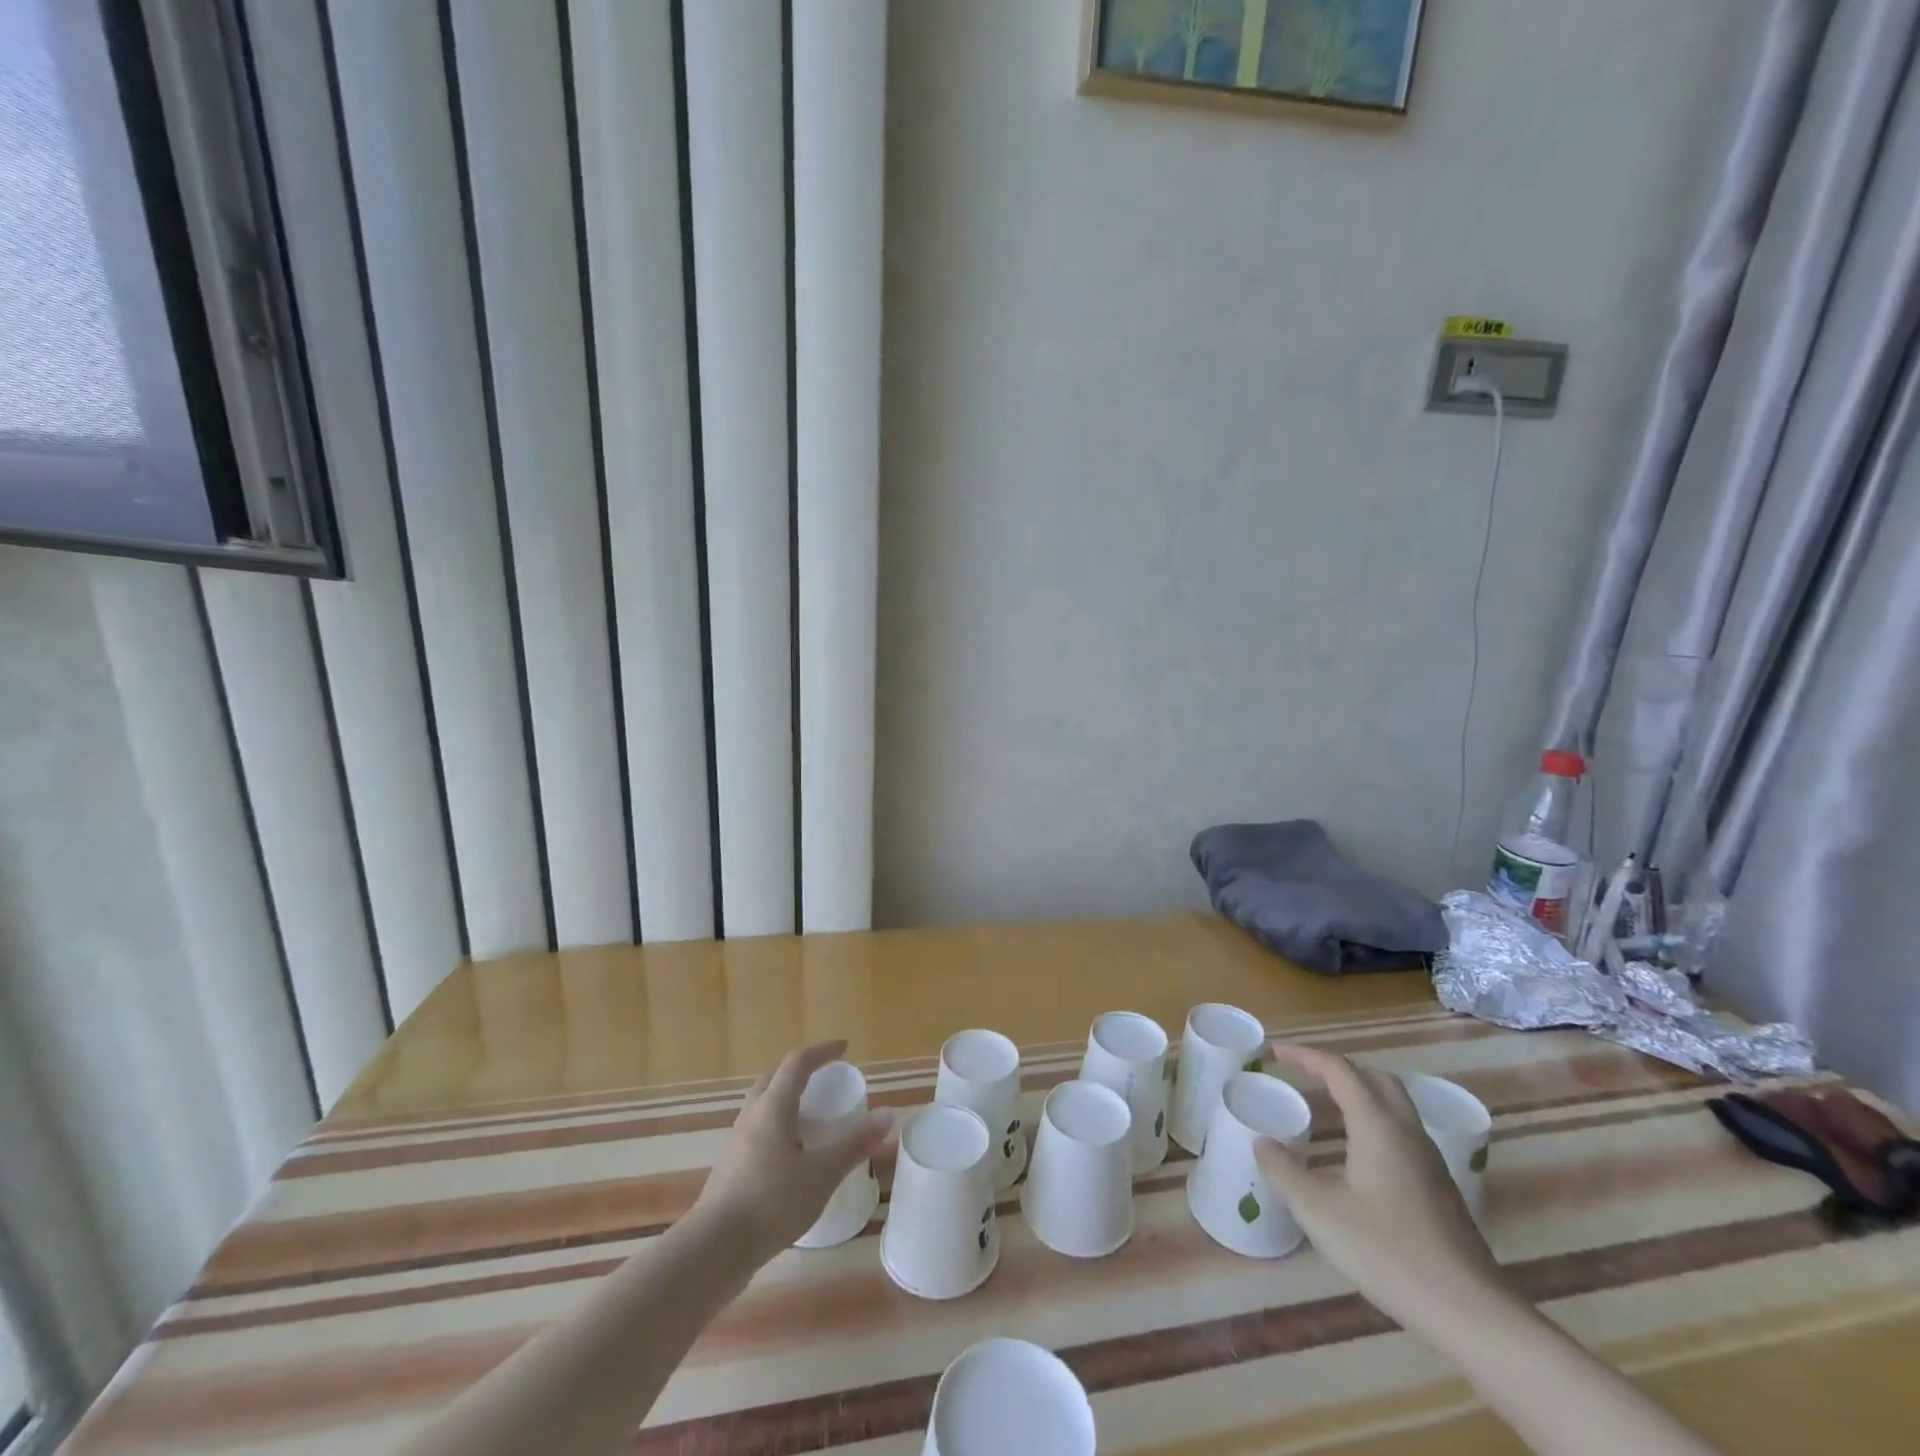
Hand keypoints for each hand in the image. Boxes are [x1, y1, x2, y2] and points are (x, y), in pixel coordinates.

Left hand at [691, 1041, 892, 1263]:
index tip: (843, 1049)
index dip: (822, 1051)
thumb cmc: (772, 1201)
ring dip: (787, 1102)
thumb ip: (855, 1143)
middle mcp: (751, 1116)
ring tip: (811, 1119)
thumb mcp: (822, 1173)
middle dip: (800, 1072)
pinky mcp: (730, 1170)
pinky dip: (778, 1130)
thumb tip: (888, 1113)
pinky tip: (792, 1158)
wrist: (713, 1250)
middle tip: (825, 1079)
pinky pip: (758, 1134)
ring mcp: (736, 1143)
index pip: (798, 1063)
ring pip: (763, 1107)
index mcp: (773, 1106)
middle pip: (774, 1079)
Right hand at [1253, 1043, 1507, 1329]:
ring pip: (1391, 1103)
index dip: (1304, 1055)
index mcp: (1377, 1124)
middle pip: (1372, 1077)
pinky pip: (1400, 1130)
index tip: (1274, 1052)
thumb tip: (1262, 1144)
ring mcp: (1429, 1159)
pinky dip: (1371, 1119)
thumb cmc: (1388, 1251)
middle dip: (1334, 1068)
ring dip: (1356, 1092)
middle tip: (1301, 1075)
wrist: (1470, 1312)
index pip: (1338, 1069)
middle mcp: (1406, 1130)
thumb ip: (1284, 1172)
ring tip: (1323, 1106)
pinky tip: (1355, 1152)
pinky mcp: (1439, 1185)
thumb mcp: (1319, 1212)